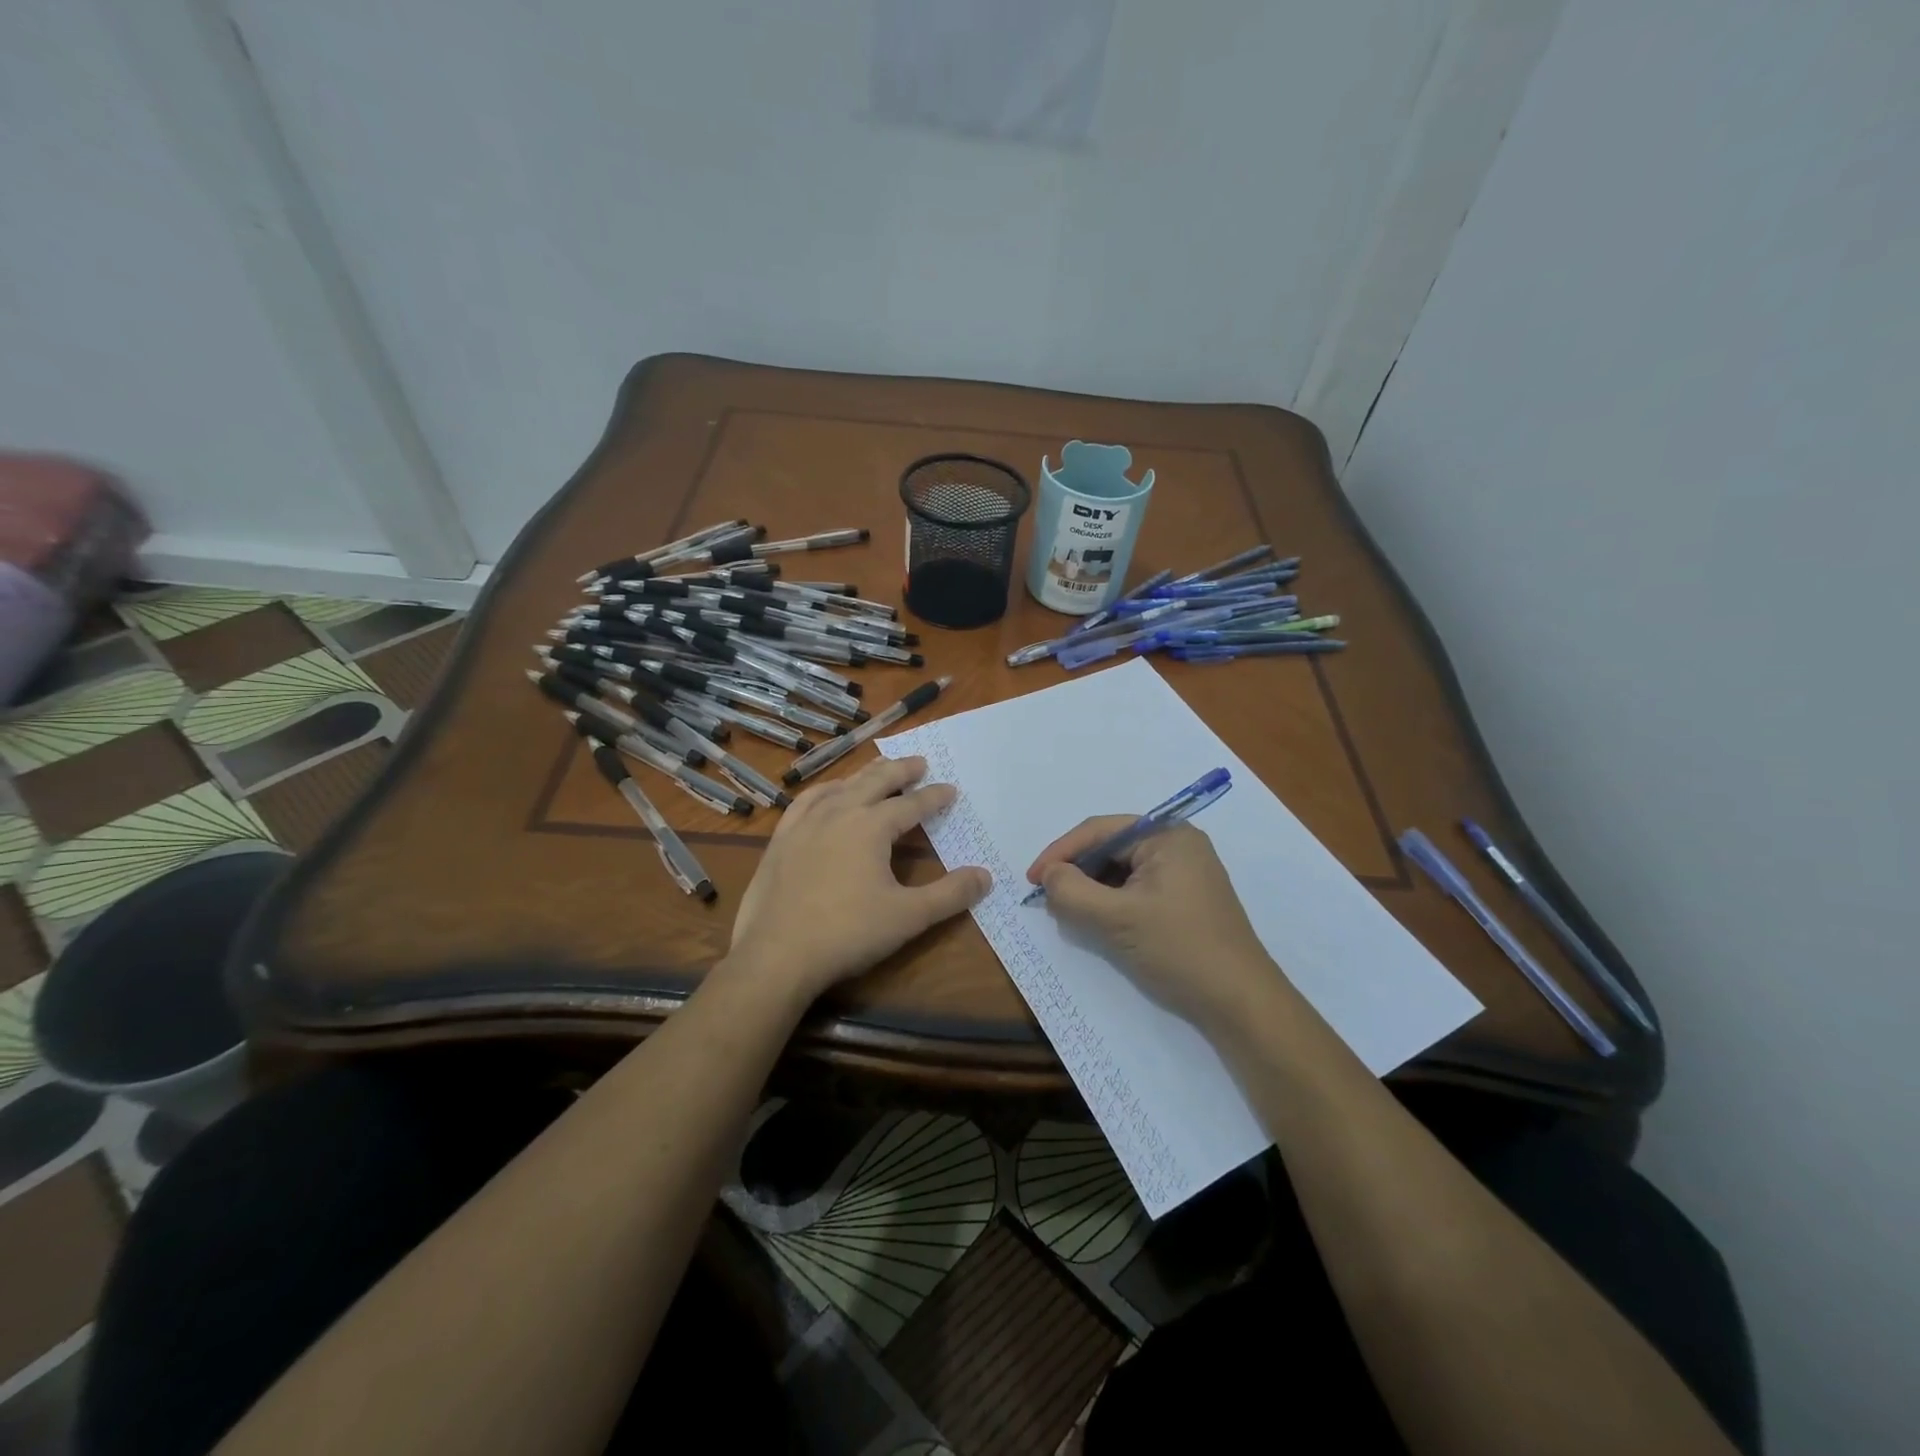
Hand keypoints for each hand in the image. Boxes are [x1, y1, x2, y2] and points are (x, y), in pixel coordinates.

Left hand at [727, 755, 990, 1004]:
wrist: (777, 955)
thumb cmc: (848, 933)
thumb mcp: (909, 916)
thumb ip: (950, 895)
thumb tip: (985, 876)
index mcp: (871, 826)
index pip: (912, 805)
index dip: (934, 797)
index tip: (950, 789)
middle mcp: (839, 813)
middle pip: (875, 781)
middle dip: (901, 770)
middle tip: (919, 762)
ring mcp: (805, 823)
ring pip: (841, 786)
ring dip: (865, 776)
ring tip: (878, 771)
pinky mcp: (781, 839)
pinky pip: (806, 801)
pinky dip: (825, 791)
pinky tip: (828, 795)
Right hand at [1027, 818, 1281, 1033]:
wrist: (1240, 1003)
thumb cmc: (1179, 949)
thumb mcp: (1117, 919)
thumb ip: (1072, 891)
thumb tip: (1048, 876)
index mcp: (1167, 835)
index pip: (1100, 831)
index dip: (1060, 852)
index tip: (1031, 880)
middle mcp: (1178, 845)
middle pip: (1110, 848)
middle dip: (1077, 871)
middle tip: (1048, 898)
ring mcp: (1184, 873)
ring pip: (1121, 871)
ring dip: (1092, 889)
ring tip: (1068, 912)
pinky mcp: (1184, 900)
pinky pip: (1136, 889)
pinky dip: (1111, 902)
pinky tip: (1097, 921)